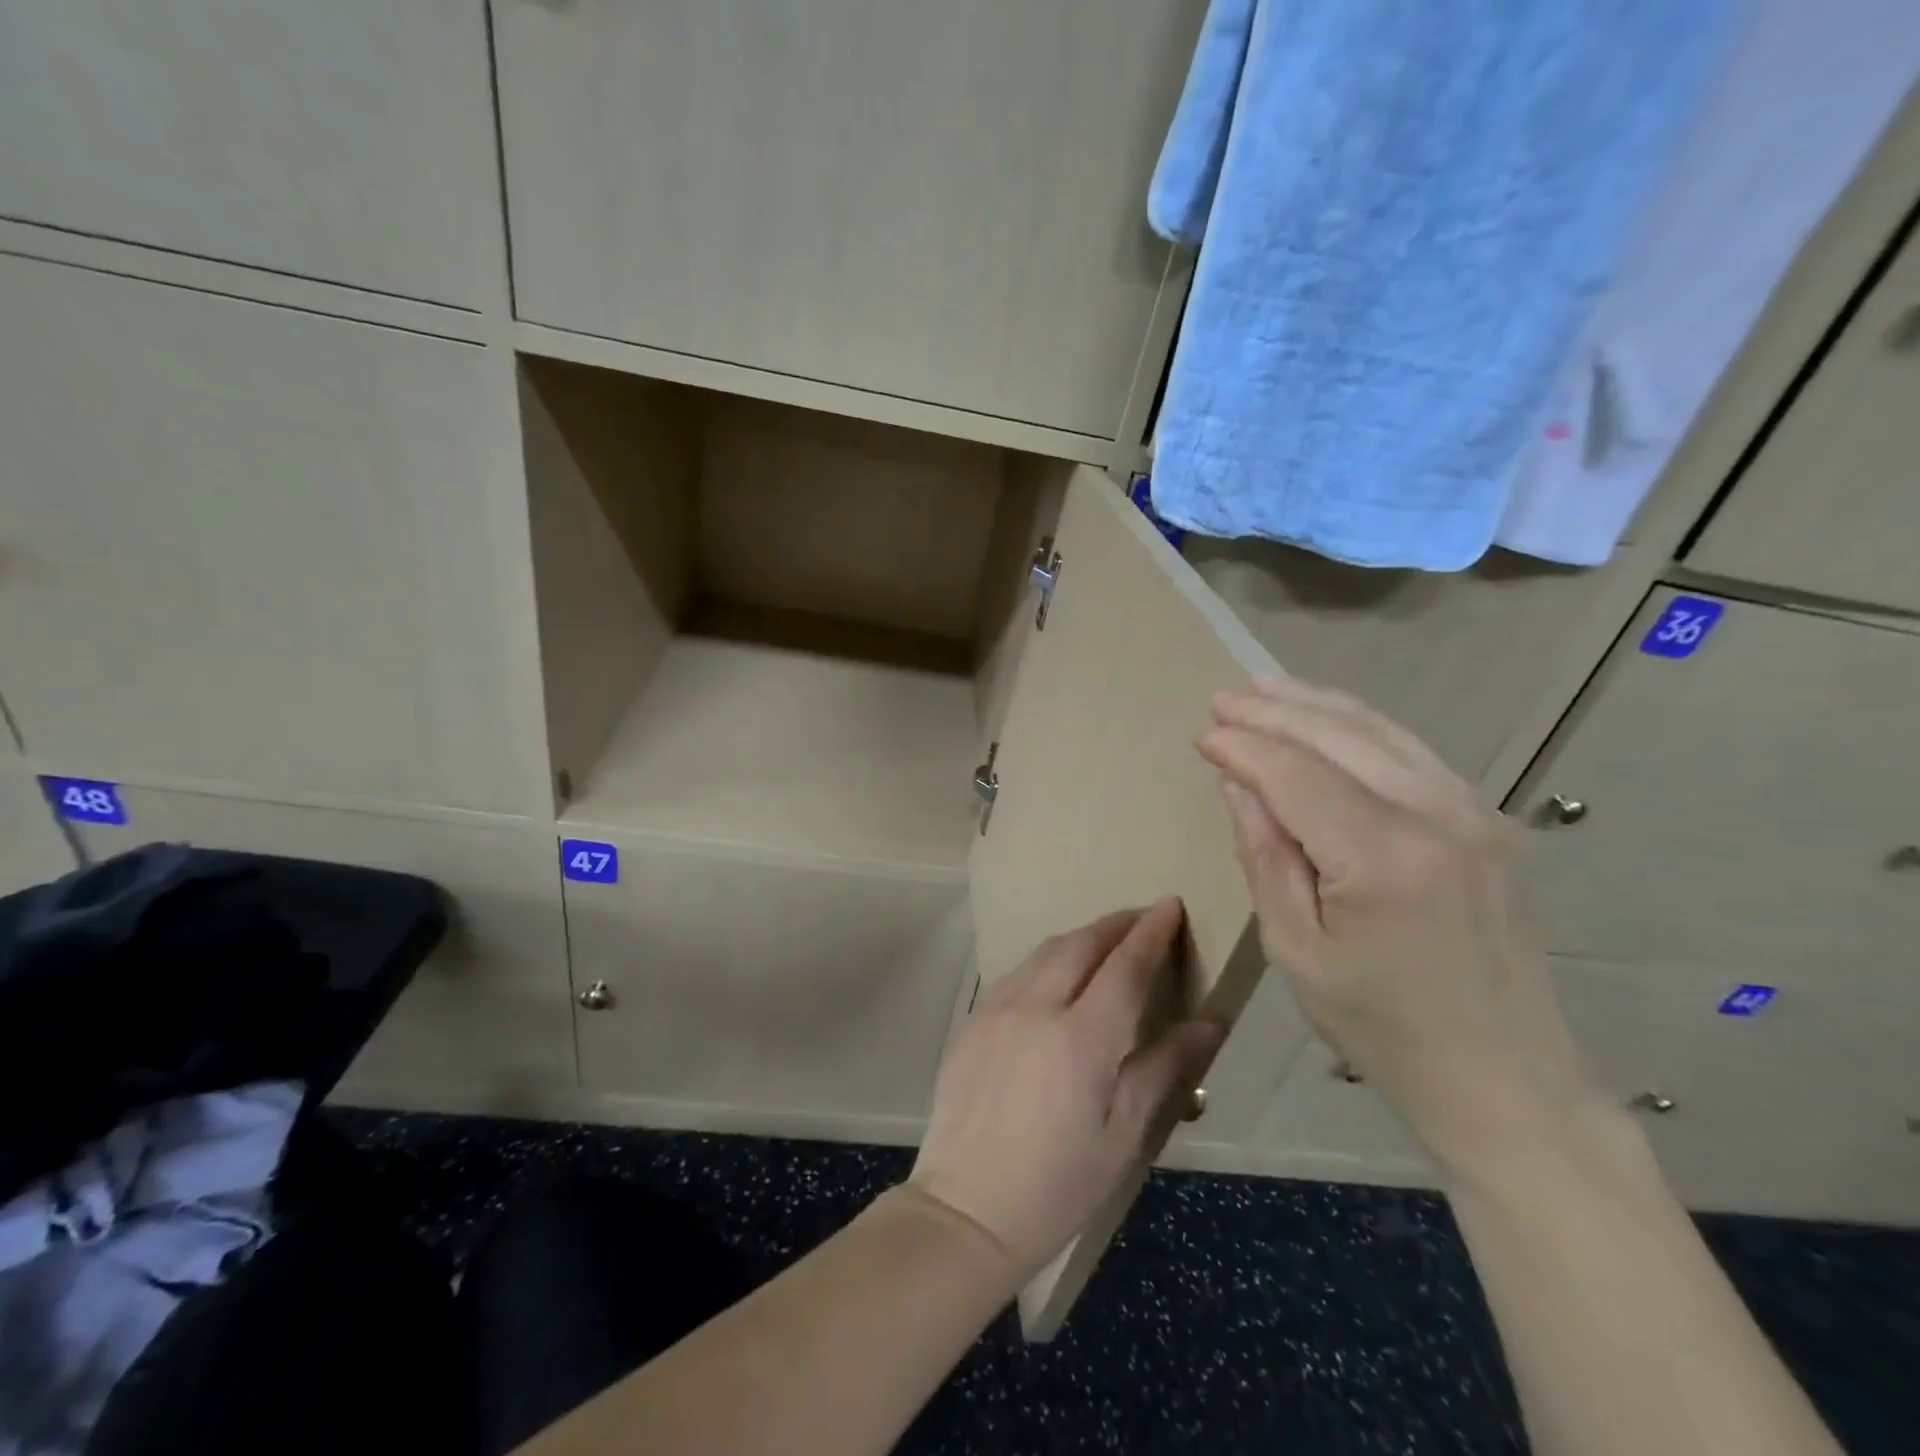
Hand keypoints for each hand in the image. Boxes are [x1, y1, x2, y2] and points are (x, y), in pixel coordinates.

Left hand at [908, 900, 1223, 1281]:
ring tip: (1106, 940)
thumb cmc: (1059, 1183)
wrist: (967, 1207)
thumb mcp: (1125, 1135)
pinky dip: (1048, 960)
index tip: (1170, 905)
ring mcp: (997, 1008)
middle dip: (1117, 924)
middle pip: (1081, 944)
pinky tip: (1058, 975)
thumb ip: (1166, 1069)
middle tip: (1144, 918)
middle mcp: (1036, 1007)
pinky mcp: (973, 1019)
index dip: (1151, 932)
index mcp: (1081, 1038)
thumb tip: (1210, 1022)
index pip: (1124, 965)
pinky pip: (1018, 971)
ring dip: (1081, 937)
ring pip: (1045, 951)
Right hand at [1197, 677, 1600, 1186]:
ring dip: (1316, 705)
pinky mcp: (1489, 820)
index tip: (1202, 734)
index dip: (1244, 748)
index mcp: (1383, 858)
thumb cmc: (1380, 1027)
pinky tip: (1329, 716)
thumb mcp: (1296, 949)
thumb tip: (1238, 783)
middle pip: (1339, 737)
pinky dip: (1362, 726)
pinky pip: (1413, 752)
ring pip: (1381, 731)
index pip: (1295, 775)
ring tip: (1265, 688)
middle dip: (1273, 712)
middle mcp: (1437, 816)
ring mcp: (1474, 812)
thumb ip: (1265, 855)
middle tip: (1222, 699)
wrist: (1506, 1081)